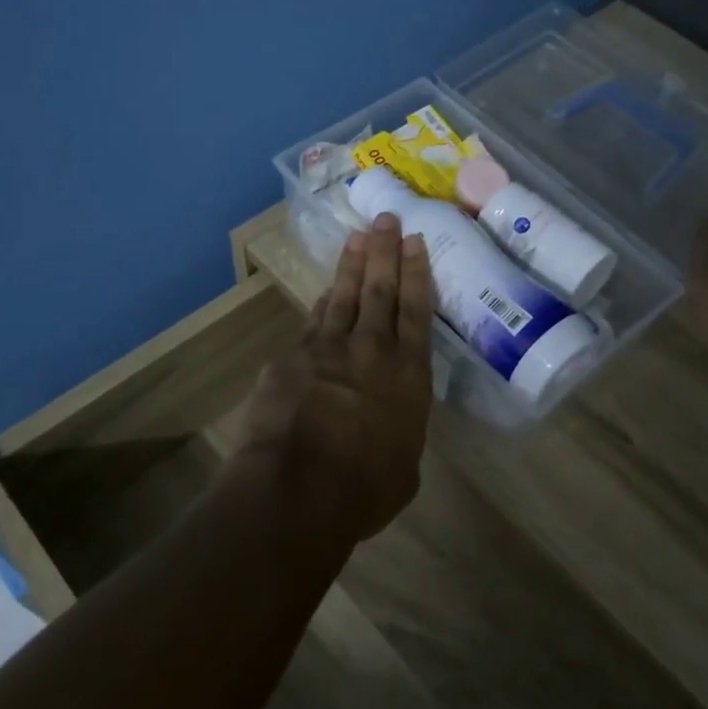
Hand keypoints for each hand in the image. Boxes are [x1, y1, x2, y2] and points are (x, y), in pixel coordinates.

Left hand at [240, 214, 434, 544]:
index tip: (415, 242)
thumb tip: (390, 430)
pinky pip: (311, 325)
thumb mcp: (403, 467)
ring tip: (358, 237)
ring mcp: (327, 349)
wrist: (299, 487)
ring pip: (343, 296)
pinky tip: (323, 294)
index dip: (416, 274)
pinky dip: (320, 307)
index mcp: (408, 375)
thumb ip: (400, 435)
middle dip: (385, 252)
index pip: (416, 311)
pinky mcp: (290, 359)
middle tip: (387, 219)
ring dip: (352, 265)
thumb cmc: (365, 489)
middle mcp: (371, 350)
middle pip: (380, 290)